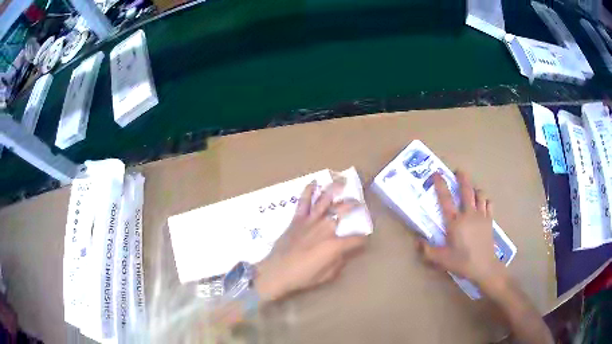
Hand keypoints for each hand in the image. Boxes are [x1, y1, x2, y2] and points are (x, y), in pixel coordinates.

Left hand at [254, 179, 366, 301]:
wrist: (276, 271)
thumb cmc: (302, 276)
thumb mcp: (326, 275)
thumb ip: (338, 262)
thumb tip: (343, 253)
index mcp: (335, 244)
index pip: (356, 239)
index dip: (363, 240)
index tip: (366, 240)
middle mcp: (325, 227)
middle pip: (343, 210)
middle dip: (354, 205)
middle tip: (359, 204)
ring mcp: (310, 221)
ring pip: (325, 200)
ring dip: (335, 189)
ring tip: (342, 181)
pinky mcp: (297, 219)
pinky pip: (303, 202)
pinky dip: (308, 191)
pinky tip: (314, 182)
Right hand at [418, 171, 505, 288]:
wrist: (484, 266)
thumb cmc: (462, 261)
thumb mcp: (441, 259)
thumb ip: (427, 250)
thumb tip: (417, 241)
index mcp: (455, 222)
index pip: (446, 200)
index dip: (440, 185)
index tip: (437, 174)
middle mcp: (468, 214)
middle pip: (466, 190)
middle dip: (463, 178)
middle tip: (459, 171)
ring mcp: (481, 216)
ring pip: (480, 194)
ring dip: (475, 189)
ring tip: (472, 189)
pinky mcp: (490, 220)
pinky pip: (489, 204)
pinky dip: (485, 200)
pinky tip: (483, 202)